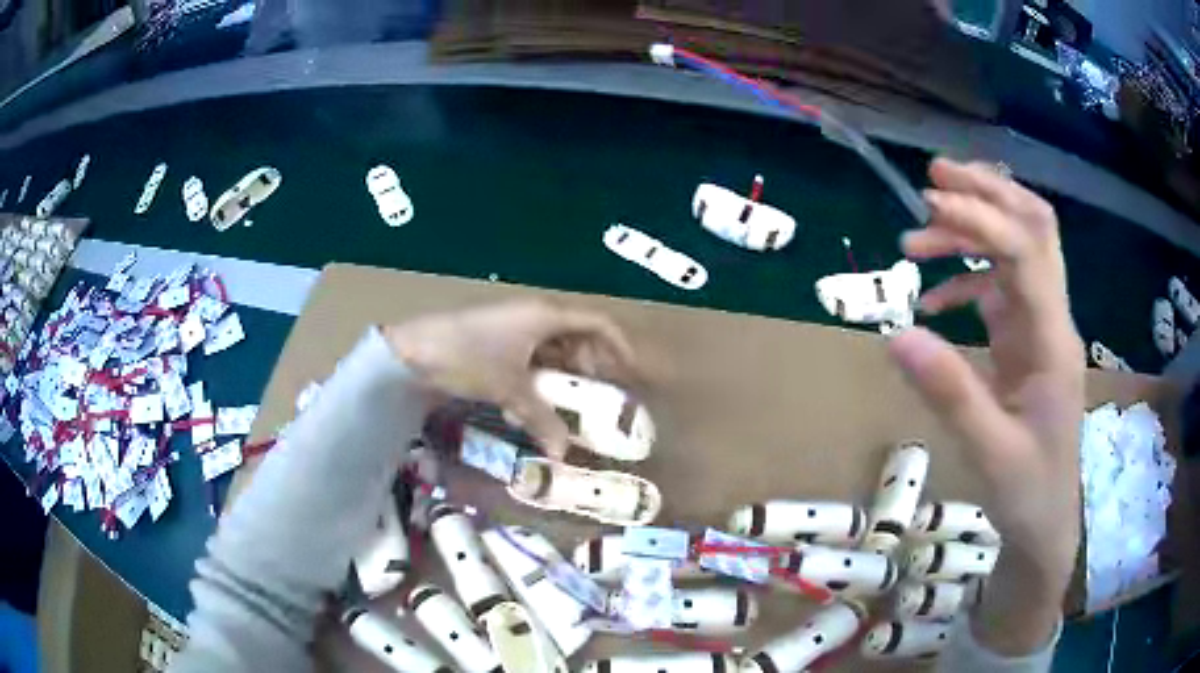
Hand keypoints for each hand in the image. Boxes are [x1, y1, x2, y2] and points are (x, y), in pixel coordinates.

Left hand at [383, 300, 638, 457]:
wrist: (411, 350)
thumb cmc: (467, 357)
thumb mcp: (509, 389)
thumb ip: (541, 420)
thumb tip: (563, 456)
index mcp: (545, 315)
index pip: (598, 323)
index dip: (619, 347)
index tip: (630, 377)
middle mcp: (533, 316)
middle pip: (576, 337)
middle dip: (590, 368)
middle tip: (597, 399)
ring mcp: (512, 327)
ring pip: (550, 350)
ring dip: (560, 378)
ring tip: (565, 409)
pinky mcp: (494, 341)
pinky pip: (528, 358)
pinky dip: (534, 381)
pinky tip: (527, 409)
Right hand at [890, 158, 1085, 653]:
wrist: (1047, 521)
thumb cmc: (1028, 492)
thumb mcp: (988, 451)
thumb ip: (949, 391)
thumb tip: (895, 335)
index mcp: (1053, 341)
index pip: (1026, 252)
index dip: (982, 218)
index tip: (929, 201)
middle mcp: (1053, 319)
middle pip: (1034, 228)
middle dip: (988, 193)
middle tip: (934, 178)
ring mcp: (1040, 327)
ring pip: (1015, 250)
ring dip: (971, 232)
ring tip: (916, 239)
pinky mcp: (1026, 341)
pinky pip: (999, 289)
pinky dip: (966, 279)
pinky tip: (934, 299)